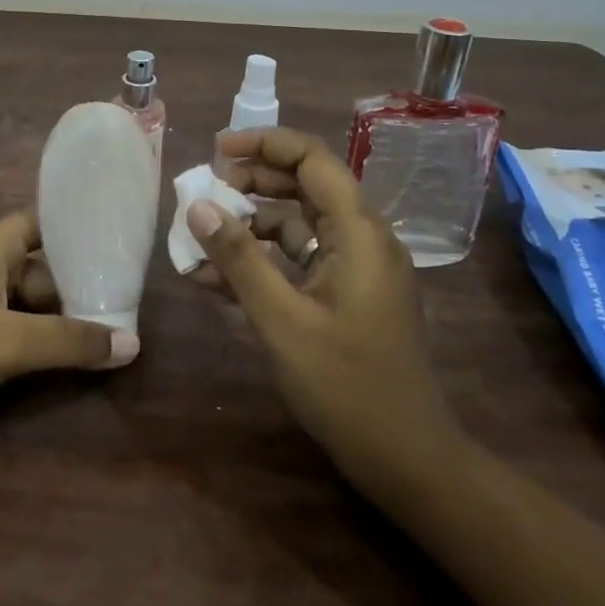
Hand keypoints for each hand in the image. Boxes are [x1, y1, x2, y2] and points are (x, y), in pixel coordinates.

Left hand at [0, 211, 137, 443]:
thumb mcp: (8, 342)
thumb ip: (69, 342)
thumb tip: (133, 342)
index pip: (40, 221)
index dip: (74, 227)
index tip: (115, 241)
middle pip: (39, 267)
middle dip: (76, 284)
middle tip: (125, 301)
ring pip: (25, 303)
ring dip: (58, 318)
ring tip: (107, 331)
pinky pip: (9, 329)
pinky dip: (35, 340)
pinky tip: (64, 359)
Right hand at [186, 127, 462, 495]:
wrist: (407, 461)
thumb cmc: (347, 387)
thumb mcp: (282, 320)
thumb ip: (239, 259)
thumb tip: (197, 205)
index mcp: (359, 233)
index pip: (312, 159)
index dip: (263, 144)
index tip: (216, 150)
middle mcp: (362, 239)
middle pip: (304, 186)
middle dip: (251, 183)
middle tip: (203, 193)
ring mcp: (356, 268)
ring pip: (297, 224)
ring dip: (249, 226)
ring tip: (199, 238)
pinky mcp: (346, 294)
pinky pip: (299, 260)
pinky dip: (262, 261)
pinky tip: (215, 279)